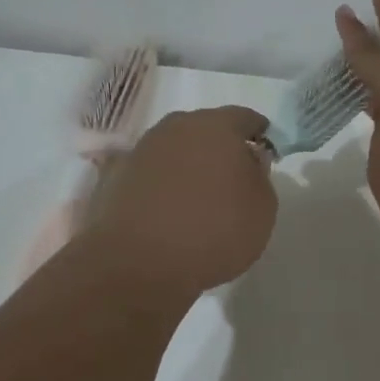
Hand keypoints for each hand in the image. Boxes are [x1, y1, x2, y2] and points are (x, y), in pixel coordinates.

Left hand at [84, 106, 277, 296]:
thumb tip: (247, 161)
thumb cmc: (214, 231)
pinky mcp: (115, 178)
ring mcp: (141, 151)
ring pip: (173, 149)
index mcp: (216, 127)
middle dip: (218, 147)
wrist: (140, 263)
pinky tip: (165, 207)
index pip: (243, 118)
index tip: (264, 149)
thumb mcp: (262, 209)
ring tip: (197, 194)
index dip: (256, 133)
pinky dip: (159, 184)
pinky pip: (148, 174)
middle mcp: (175, 129)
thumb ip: (259, 176)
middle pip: (204, 129)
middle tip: (231, 174)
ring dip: (186, 164)